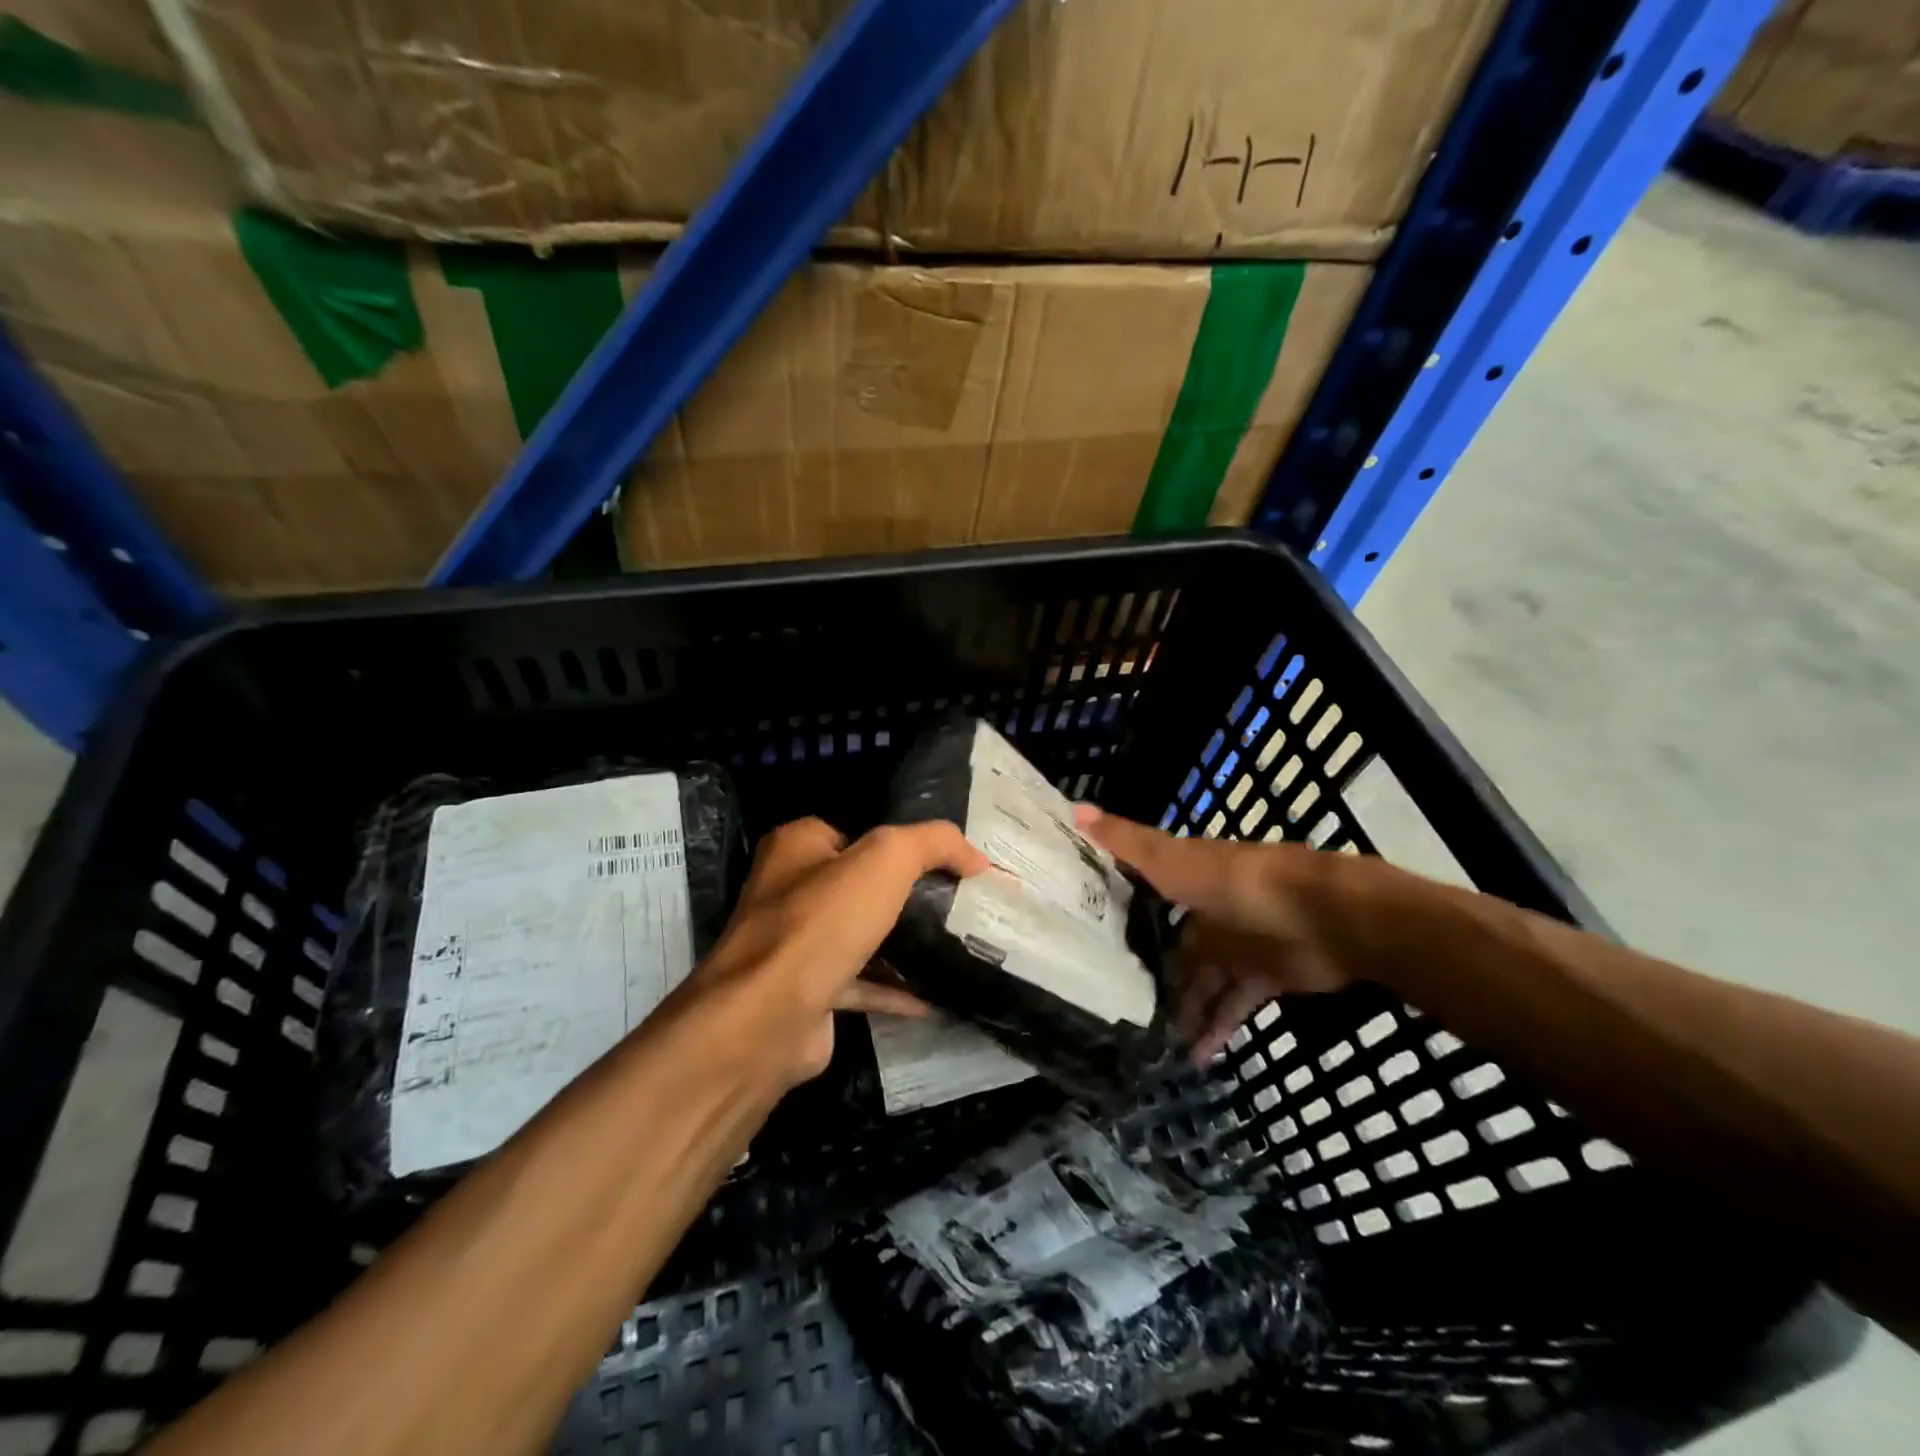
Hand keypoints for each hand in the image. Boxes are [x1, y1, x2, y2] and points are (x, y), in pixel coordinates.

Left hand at [693, 817, 990, 1085]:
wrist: (769, 1017)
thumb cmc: (823, 922)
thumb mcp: (887, 860)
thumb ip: (933, 843)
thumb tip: (974, 856)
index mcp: (797, 846)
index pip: (856, 833)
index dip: (900, 845)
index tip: (945, 863)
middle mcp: (788, 890)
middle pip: (857, 885)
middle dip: (904, 895)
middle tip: (953, 904)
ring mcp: (793, 945)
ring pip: (857, 935)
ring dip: (898, 943)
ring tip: (948, 945)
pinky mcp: (805, 992)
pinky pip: (857, 984)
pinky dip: (890, 990)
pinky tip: (928, 998)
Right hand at [1076, 807, 1352, 1061]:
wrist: (1327, 917)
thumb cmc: (1241, 885)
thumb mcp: (1176, 862)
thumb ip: (1129, 843)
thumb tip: (1073, 809)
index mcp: (1185, 880)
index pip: (1143, 898)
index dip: (1117, 915)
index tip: (1085, 940)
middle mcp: (1207, 912)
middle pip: (1172, 948)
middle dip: (1150, 976)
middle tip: (1116, 1009)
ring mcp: (1237, 946)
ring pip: (1200, 982)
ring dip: (1181, 1011)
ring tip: (1151, 1046)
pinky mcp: (1264, 977)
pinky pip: (1232, 1005)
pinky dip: (1216, 1028)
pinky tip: (1196, 1058)